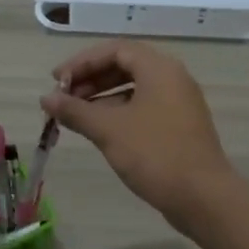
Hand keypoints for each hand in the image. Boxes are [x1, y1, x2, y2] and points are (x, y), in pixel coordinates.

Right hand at [40, 41, 235, 224]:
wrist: (202, 197)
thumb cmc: (154, 154)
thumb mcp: (108, 129)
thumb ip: (74, 110)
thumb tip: (45, 99)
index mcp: (159, 69)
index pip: (114, 50)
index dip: (82, 63)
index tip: (57, 81)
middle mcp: (172, 78)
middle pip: (124, 66)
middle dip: (90, 80)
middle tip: (63, 99)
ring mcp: (178, 103)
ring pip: (133, 89)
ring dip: (101, 97)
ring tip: (75, 116)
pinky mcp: (179, 126)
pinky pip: (143, 107)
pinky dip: (118, 112)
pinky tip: (99, 130)